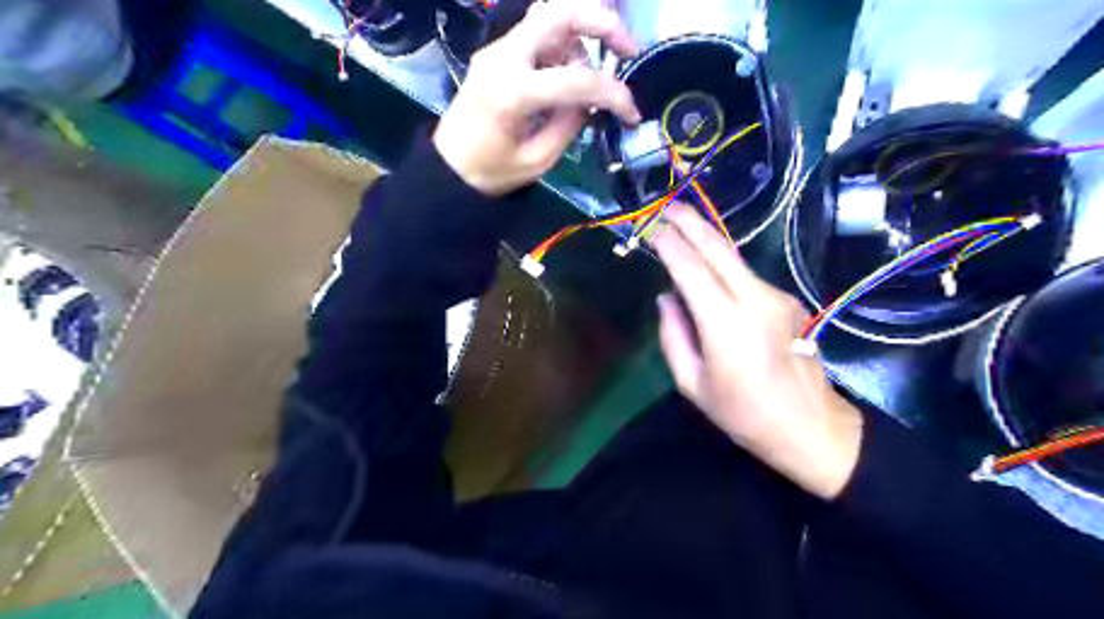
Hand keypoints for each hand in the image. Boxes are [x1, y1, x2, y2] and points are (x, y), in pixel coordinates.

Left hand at [430, 0, 637, 195]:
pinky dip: (562, 44)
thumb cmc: (490, 172)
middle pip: (561, 13)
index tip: (631, 114)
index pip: (577, 79)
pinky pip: (537, 33)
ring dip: (581, 37)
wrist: (447, 168)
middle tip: (628, 51)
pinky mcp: (497, 54)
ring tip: (591, 77)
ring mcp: (498, 50)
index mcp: (513, 92)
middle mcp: (504, 57)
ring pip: (550, 17)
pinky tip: (568, 71)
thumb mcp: (538, 160)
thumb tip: (590, 101)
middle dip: (604, 24)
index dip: (613, 94)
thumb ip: (569, 125)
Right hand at [649, 202, 867, 503]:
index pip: (691, 270)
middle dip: (690, 222)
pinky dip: (722, 266)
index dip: (668, 243)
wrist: (811, 426)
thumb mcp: (693, 384)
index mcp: (726, 325)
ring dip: (706, 240)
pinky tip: (708, 271)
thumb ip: (673, 336)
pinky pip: (746, 276)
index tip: (649, 225)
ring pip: (734, 259)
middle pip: (718, 249)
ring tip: (680, 229)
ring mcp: (776, 297)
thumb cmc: (743, 414)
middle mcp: (755, 300)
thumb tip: (666, 298)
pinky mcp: (787, 301)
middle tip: (666, 206)